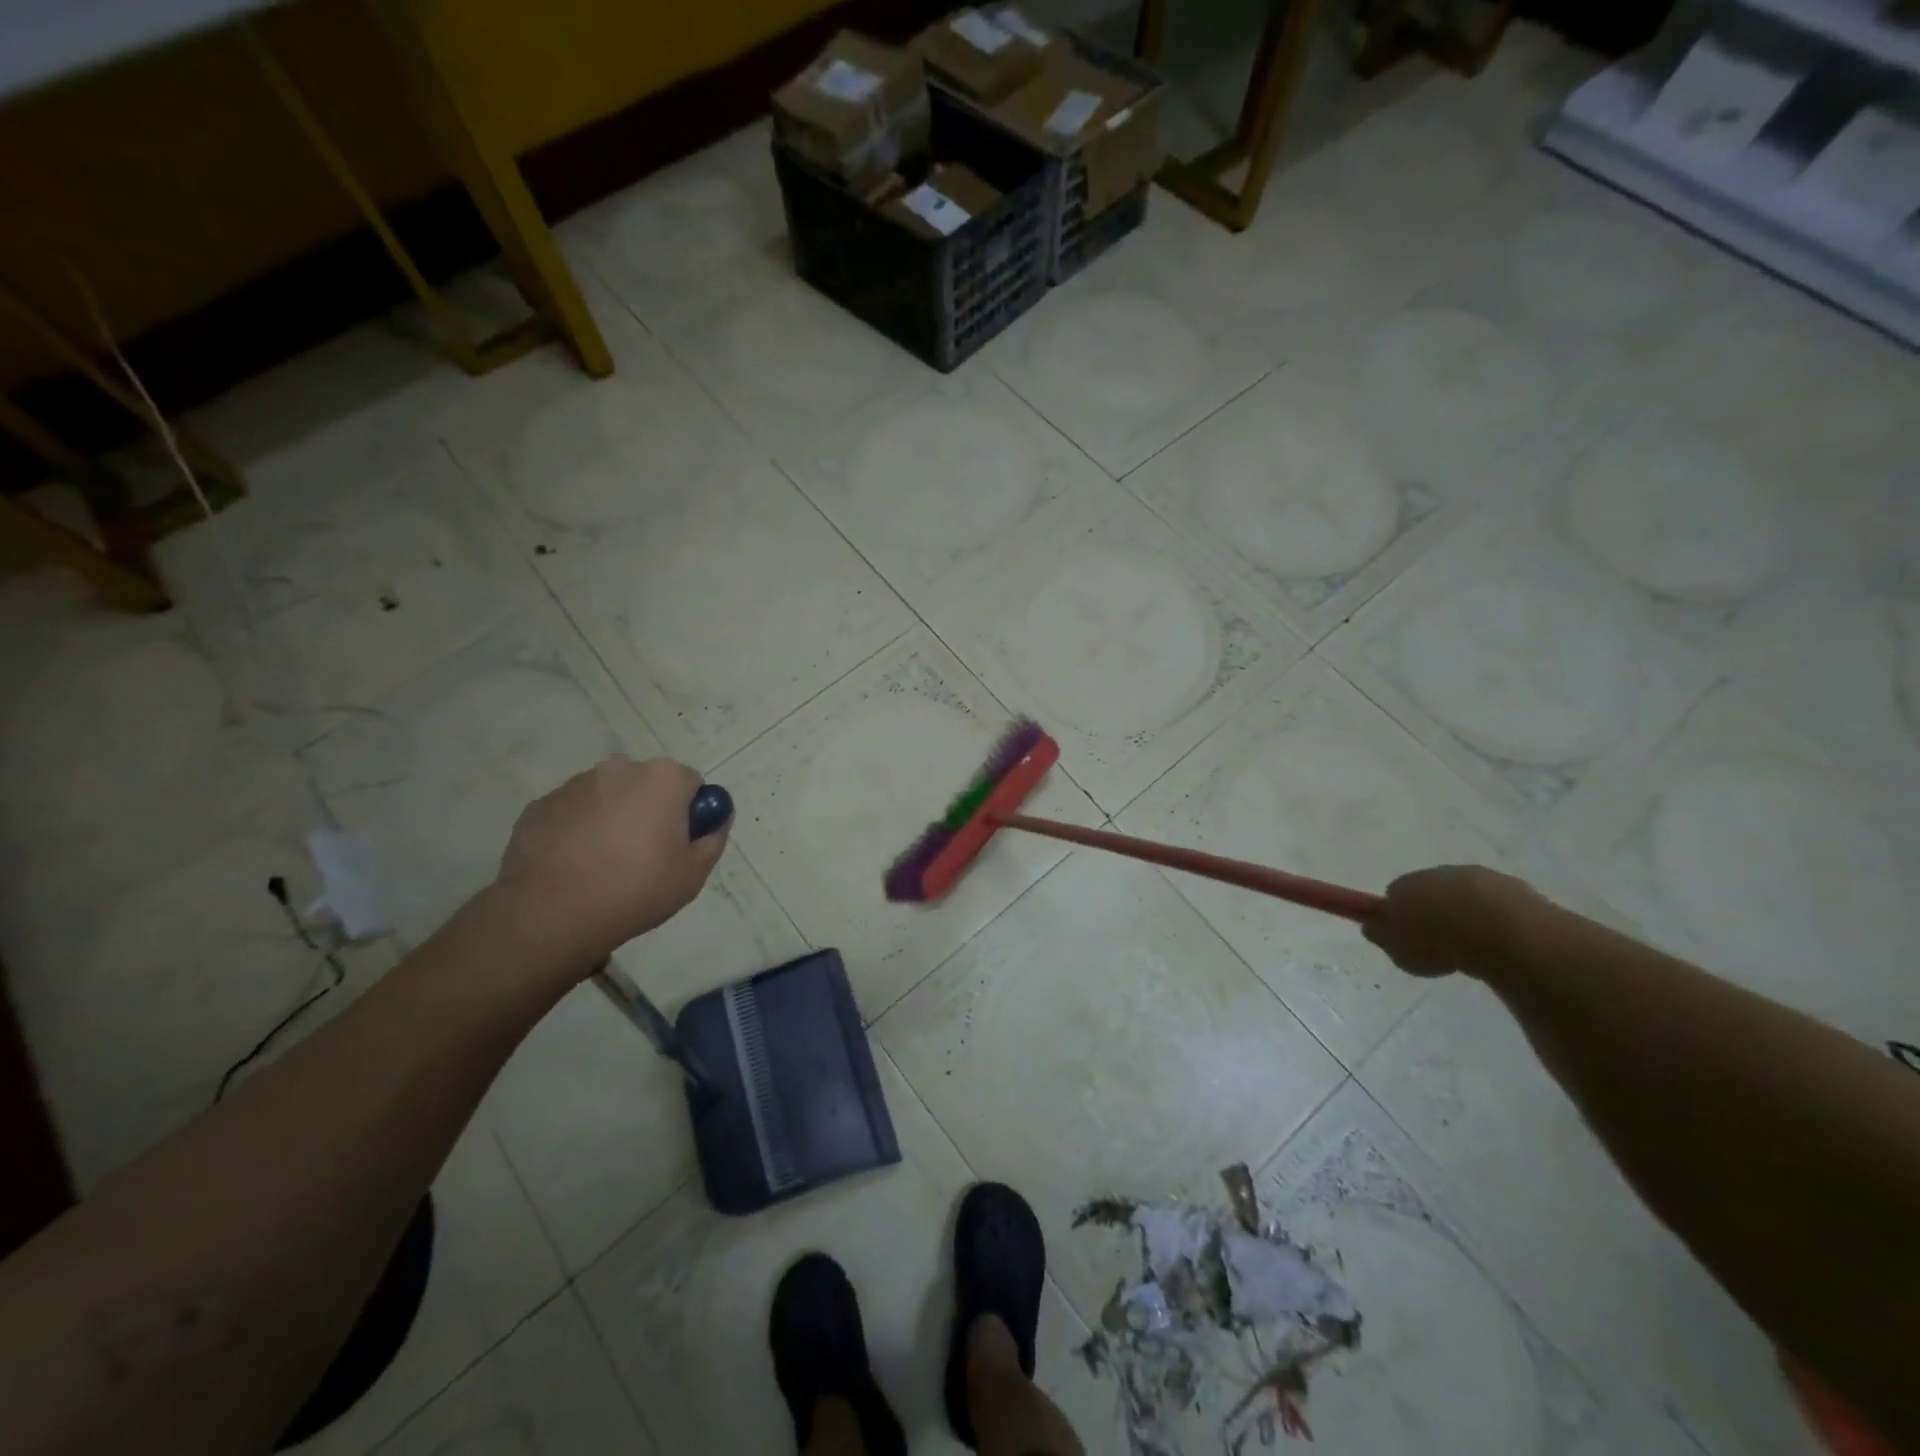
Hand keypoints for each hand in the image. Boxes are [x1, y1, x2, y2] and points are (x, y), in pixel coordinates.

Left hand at [494, 756, 729, 970]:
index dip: (691, 813)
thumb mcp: (694, 874)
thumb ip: (713, 839)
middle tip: (646, 856)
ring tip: (604, 865)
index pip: (690, 784)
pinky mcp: (539, 807)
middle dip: (650, 810)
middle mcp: (619, 769)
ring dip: (612, 818)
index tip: (681, 844)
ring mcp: (574, 785)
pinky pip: (571, 813)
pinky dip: (577, 830)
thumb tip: (717, 820)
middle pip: (646, 785)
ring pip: (607, 796)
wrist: (552, 913)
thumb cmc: (636, 888)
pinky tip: (574, 866)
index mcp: (662, 778)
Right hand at [1361, 865, 1534, 978]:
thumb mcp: (1399, 948)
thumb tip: (1372, 927)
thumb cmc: (1439, 939)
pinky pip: (1499, 908)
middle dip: (1435, 914)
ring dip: (1467, 918)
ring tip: (1474, 952)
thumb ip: (1383, 936)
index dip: (1399, 916)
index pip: (1396, 893)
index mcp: (1407, 883)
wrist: (1502, 931)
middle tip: (1439, 947)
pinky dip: (1497, 924)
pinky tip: (1501, 946)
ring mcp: (1481, 879)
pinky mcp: (1518, 890)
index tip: (1406, 939)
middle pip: (1432, 892)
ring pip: (1467, 898)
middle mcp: (1441, 873)